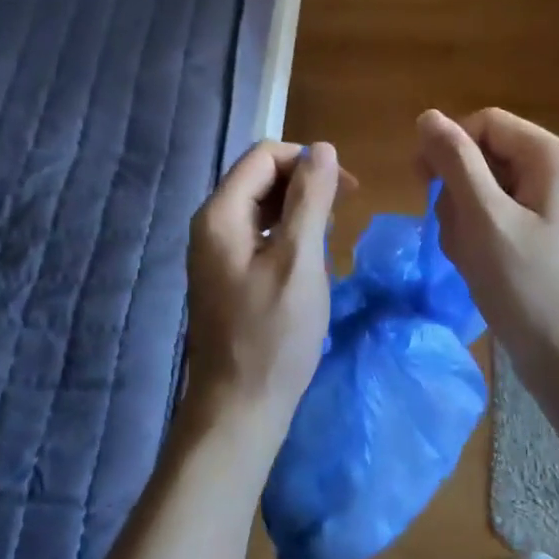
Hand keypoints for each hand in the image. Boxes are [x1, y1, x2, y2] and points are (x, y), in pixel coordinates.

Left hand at [184, 140, 344, 451]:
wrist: (239, 409)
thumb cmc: (273, 335)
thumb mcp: (300, 260)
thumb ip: (311, 199)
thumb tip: (324, 149)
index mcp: (220, 214)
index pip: (264, 156)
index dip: (307, 161)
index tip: (348, 189)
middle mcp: (210, 225)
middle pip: (260, 178)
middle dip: (304, 184)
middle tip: (345, 211)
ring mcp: (215, 252)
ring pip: (261, 207)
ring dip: (299, 209)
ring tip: (330, 236)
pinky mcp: (226, 275)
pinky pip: (259, 235)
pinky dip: (287, 235)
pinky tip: (309, 259)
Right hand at [416, 109, 558, 395]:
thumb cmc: (525, 285)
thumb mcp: (483, 217)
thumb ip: (455, 161)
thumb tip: (428, 116)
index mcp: (553, 157)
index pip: (485, 123)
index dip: (449, 145)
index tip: (422, 182)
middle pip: (486, 155)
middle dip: (458, 191)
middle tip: (452, 231)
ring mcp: (555, 204)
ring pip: (486, 188)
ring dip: (464, 218)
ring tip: (468, 256)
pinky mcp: (546, 232)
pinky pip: (499, 215)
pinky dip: (479, 235)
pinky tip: (478, 265)